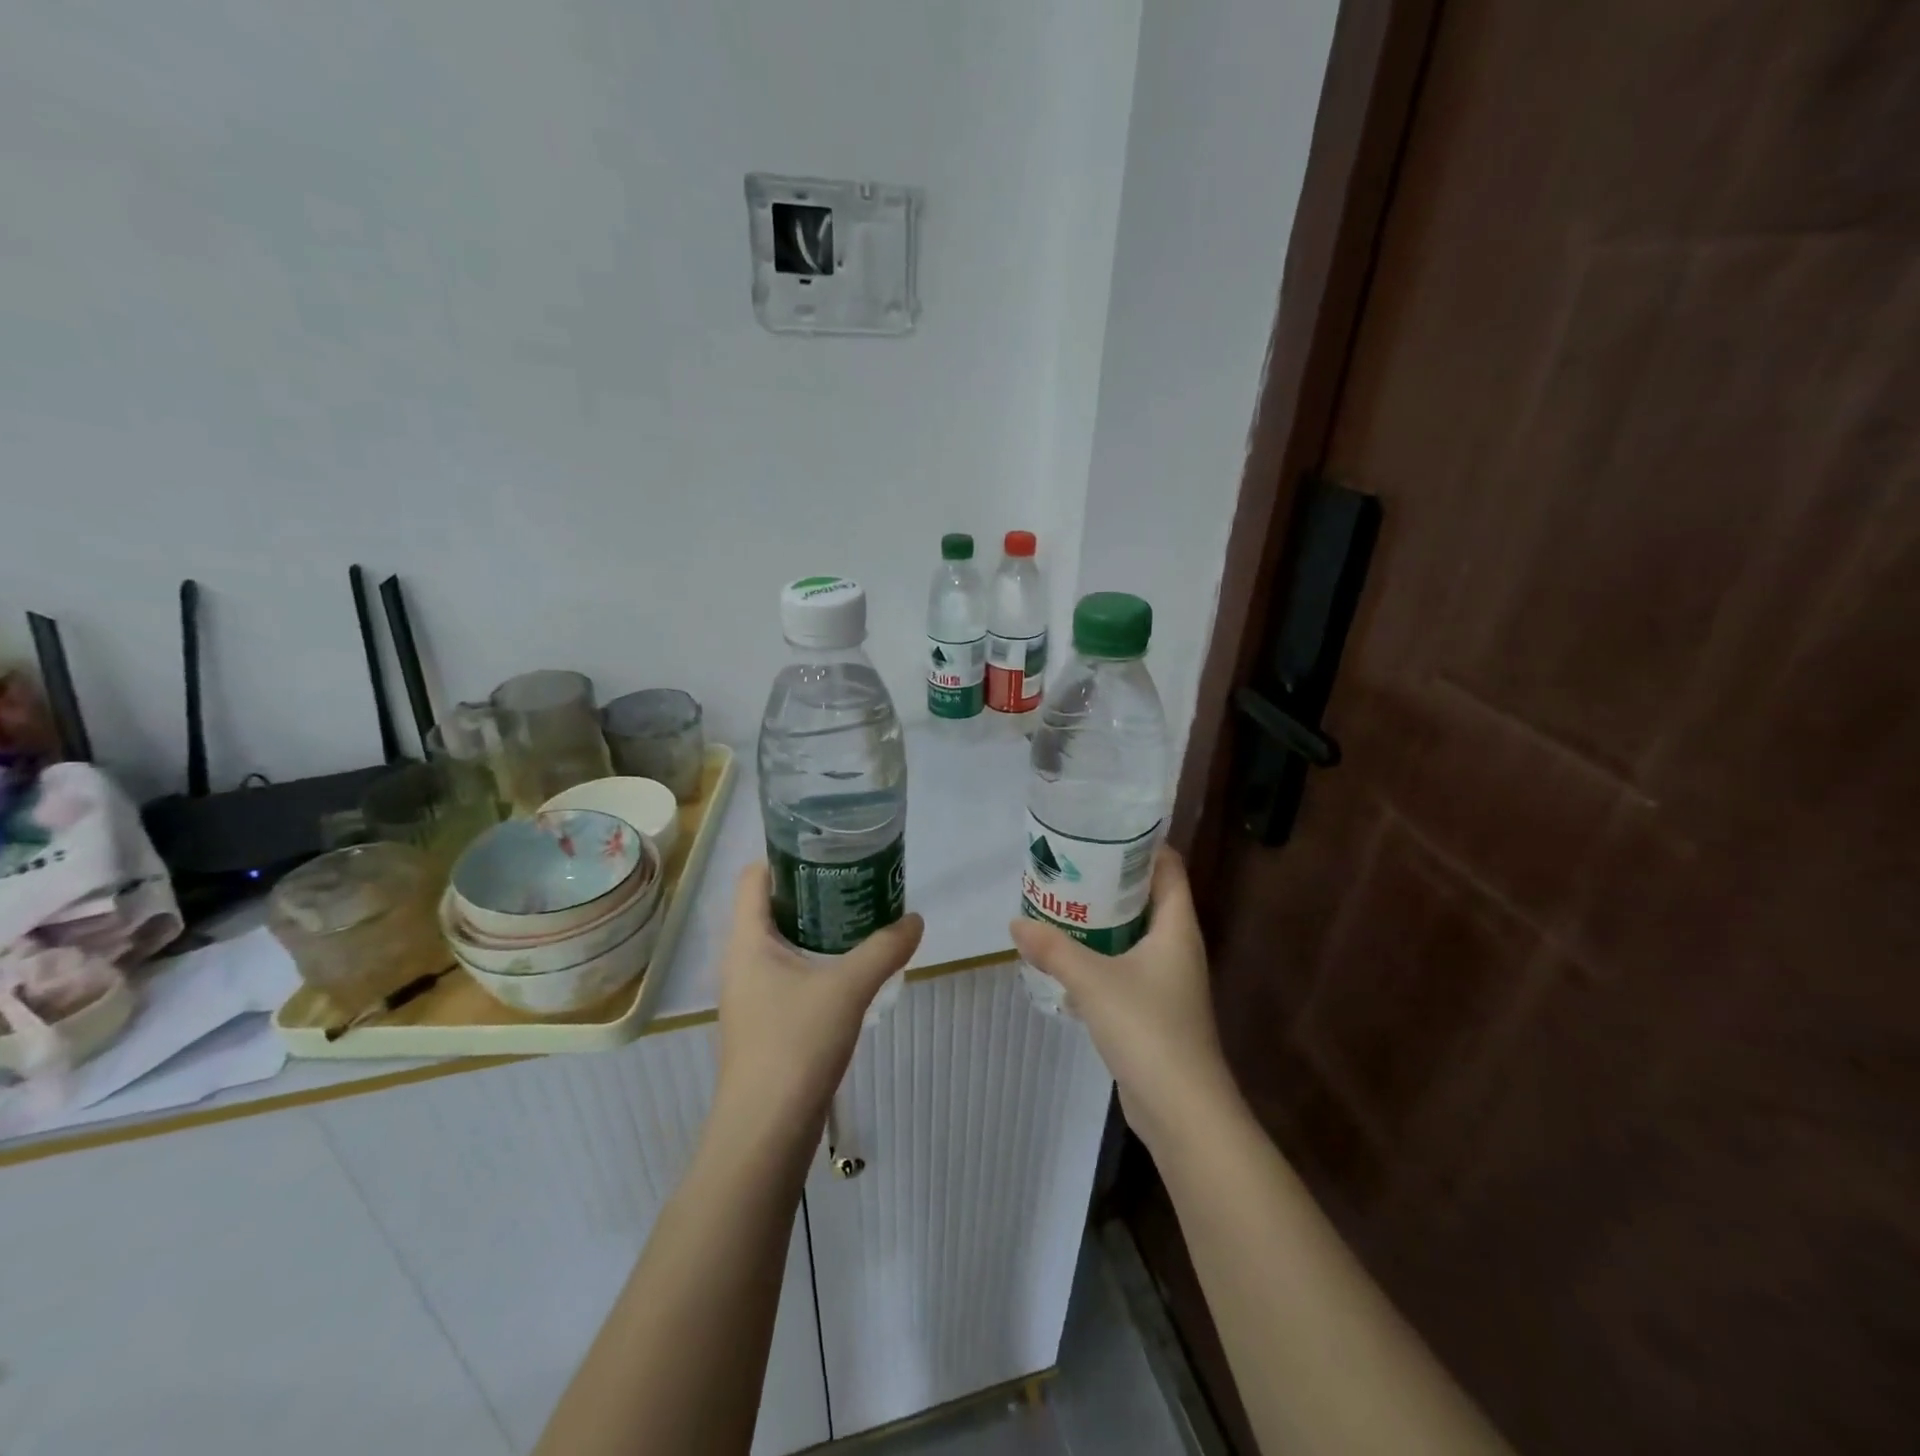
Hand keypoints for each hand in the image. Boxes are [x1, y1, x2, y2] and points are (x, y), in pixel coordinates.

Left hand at [713, 863, 923, 1143]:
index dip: (786, 856)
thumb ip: (884, 948)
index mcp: (747, 940)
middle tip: (856, 878)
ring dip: (817, 927)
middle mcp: (741, 961)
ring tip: (860, 916)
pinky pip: (789, 974)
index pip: (754, 877)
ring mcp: (751, 994)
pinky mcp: (764, 1022)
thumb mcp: (848, 988)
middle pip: (771, 906)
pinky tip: (850, 969)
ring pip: (781, 943)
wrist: (764, 1132)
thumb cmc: (795, 1044)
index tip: (828, 849)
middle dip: (812, 889)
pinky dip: (816, 960)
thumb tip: (915, 919)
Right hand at [1009, 848, 1235, 1152]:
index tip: (1102, 830)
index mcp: (1176, 927)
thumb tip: (1016, 921)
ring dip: (1102, 921)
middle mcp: (1177, 947)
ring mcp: (1167, 980)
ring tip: (1060, 904)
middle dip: (1110, 881)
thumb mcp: (1093, 981)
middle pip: (1147, 898)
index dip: (1142, 844)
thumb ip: (1053, 949)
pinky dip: (1100, 958)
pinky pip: (1125, 968)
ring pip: (1134, 935)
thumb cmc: (1147, 1029)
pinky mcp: (1154, 1009)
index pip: (1168, 868)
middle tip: (1068, 865)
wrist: (1182, 1109)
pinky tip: (1066, 960)